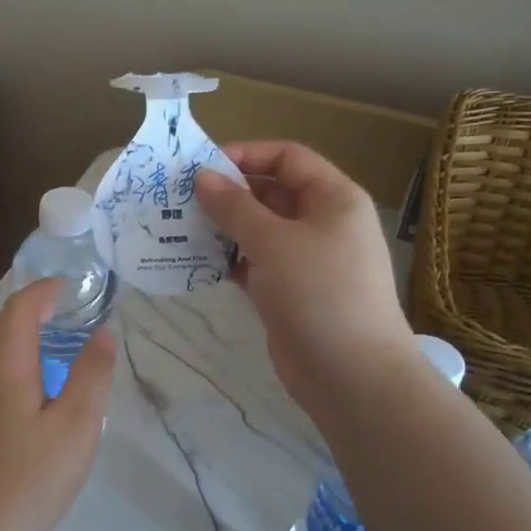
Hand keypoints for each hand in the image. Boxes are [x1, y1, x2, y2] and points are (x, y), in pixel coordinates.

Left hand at [0, 278, 116, 530]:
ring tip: (54, 344)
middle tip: (66, 310)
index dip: (44, 290)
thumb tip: (103, 334)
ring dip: (20, 334)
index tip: (71, 286)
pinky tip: (33, 388)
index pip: (20, 308)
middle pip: (0, 324)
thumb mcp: (77, 425)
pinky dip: (12, 360)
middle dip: (31, 308)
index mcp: (4, 365)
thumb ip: (91, 374)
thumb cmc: (30, 477)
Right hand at [195, 140, 413, 422]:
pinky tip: (195, 262)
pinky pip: (254, 264)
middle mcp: (322, 223)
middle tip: (180, 199)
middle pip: (271, 193)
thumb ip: (235, 207)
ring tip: (179, 228)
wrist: (351, 375)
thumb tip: (202, 177)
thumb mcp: (274, 242)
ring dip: (223, 228)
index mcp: (333, 199)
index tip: (202, 166)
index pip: (288, 157)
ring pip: (259, 231)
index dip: (247, 155)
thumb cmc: (320, 294)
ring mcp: (306, 260)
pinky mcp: (289, 292)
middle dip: (228, 194)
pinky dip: (228, 261)